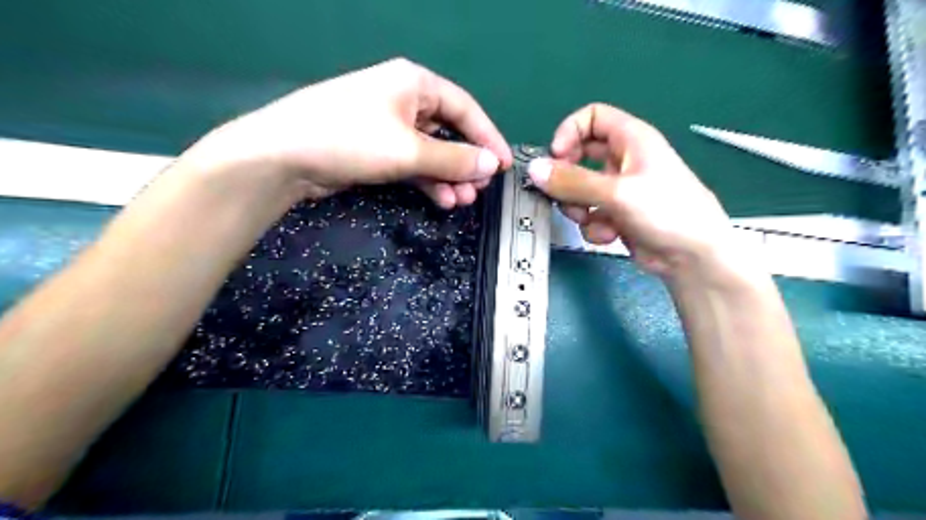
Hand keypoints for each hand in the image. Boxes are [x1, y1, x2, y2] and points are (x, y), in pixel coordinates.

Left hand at [181, 58, 512, 207]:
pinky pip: (413, 163)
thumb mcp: (409, 150)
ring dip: (448, 176)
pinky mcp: (376, 149)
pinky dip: (428, 181)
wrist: (284, 157)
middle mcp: (404, 100)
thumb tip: (492, 165)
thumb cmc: (351, 139)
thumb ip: (454, 158)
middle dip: (466, 162)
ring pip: (431, 151)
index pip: (465, 109)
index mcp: (414, 83)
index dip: (488, 137)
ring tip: (462, 200)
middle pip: (449, 131)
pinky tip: (441, 199)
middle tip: (480, 189)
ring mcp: (388, 126)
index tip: (504, 164)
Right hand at [528, 102, 737, 279]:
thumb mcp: (616, 192)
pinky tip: (610, 234)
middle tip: (560, 193)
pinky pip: (590, 213)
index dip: (570, 132)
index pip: (592, 117)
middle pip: (580, 155)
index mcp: (631, 139)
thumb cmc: (666, 212)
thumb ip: (573, 181)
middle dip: (568, 177)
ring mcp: (619, 189)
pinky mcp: (617, 214)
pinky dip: (594, 225)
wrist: (692, 257)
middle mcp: (623, 160)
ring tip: (591, 219)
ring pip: (580, 189)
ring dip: (579, 206)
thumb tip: (535, 169)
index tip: (555, 157)